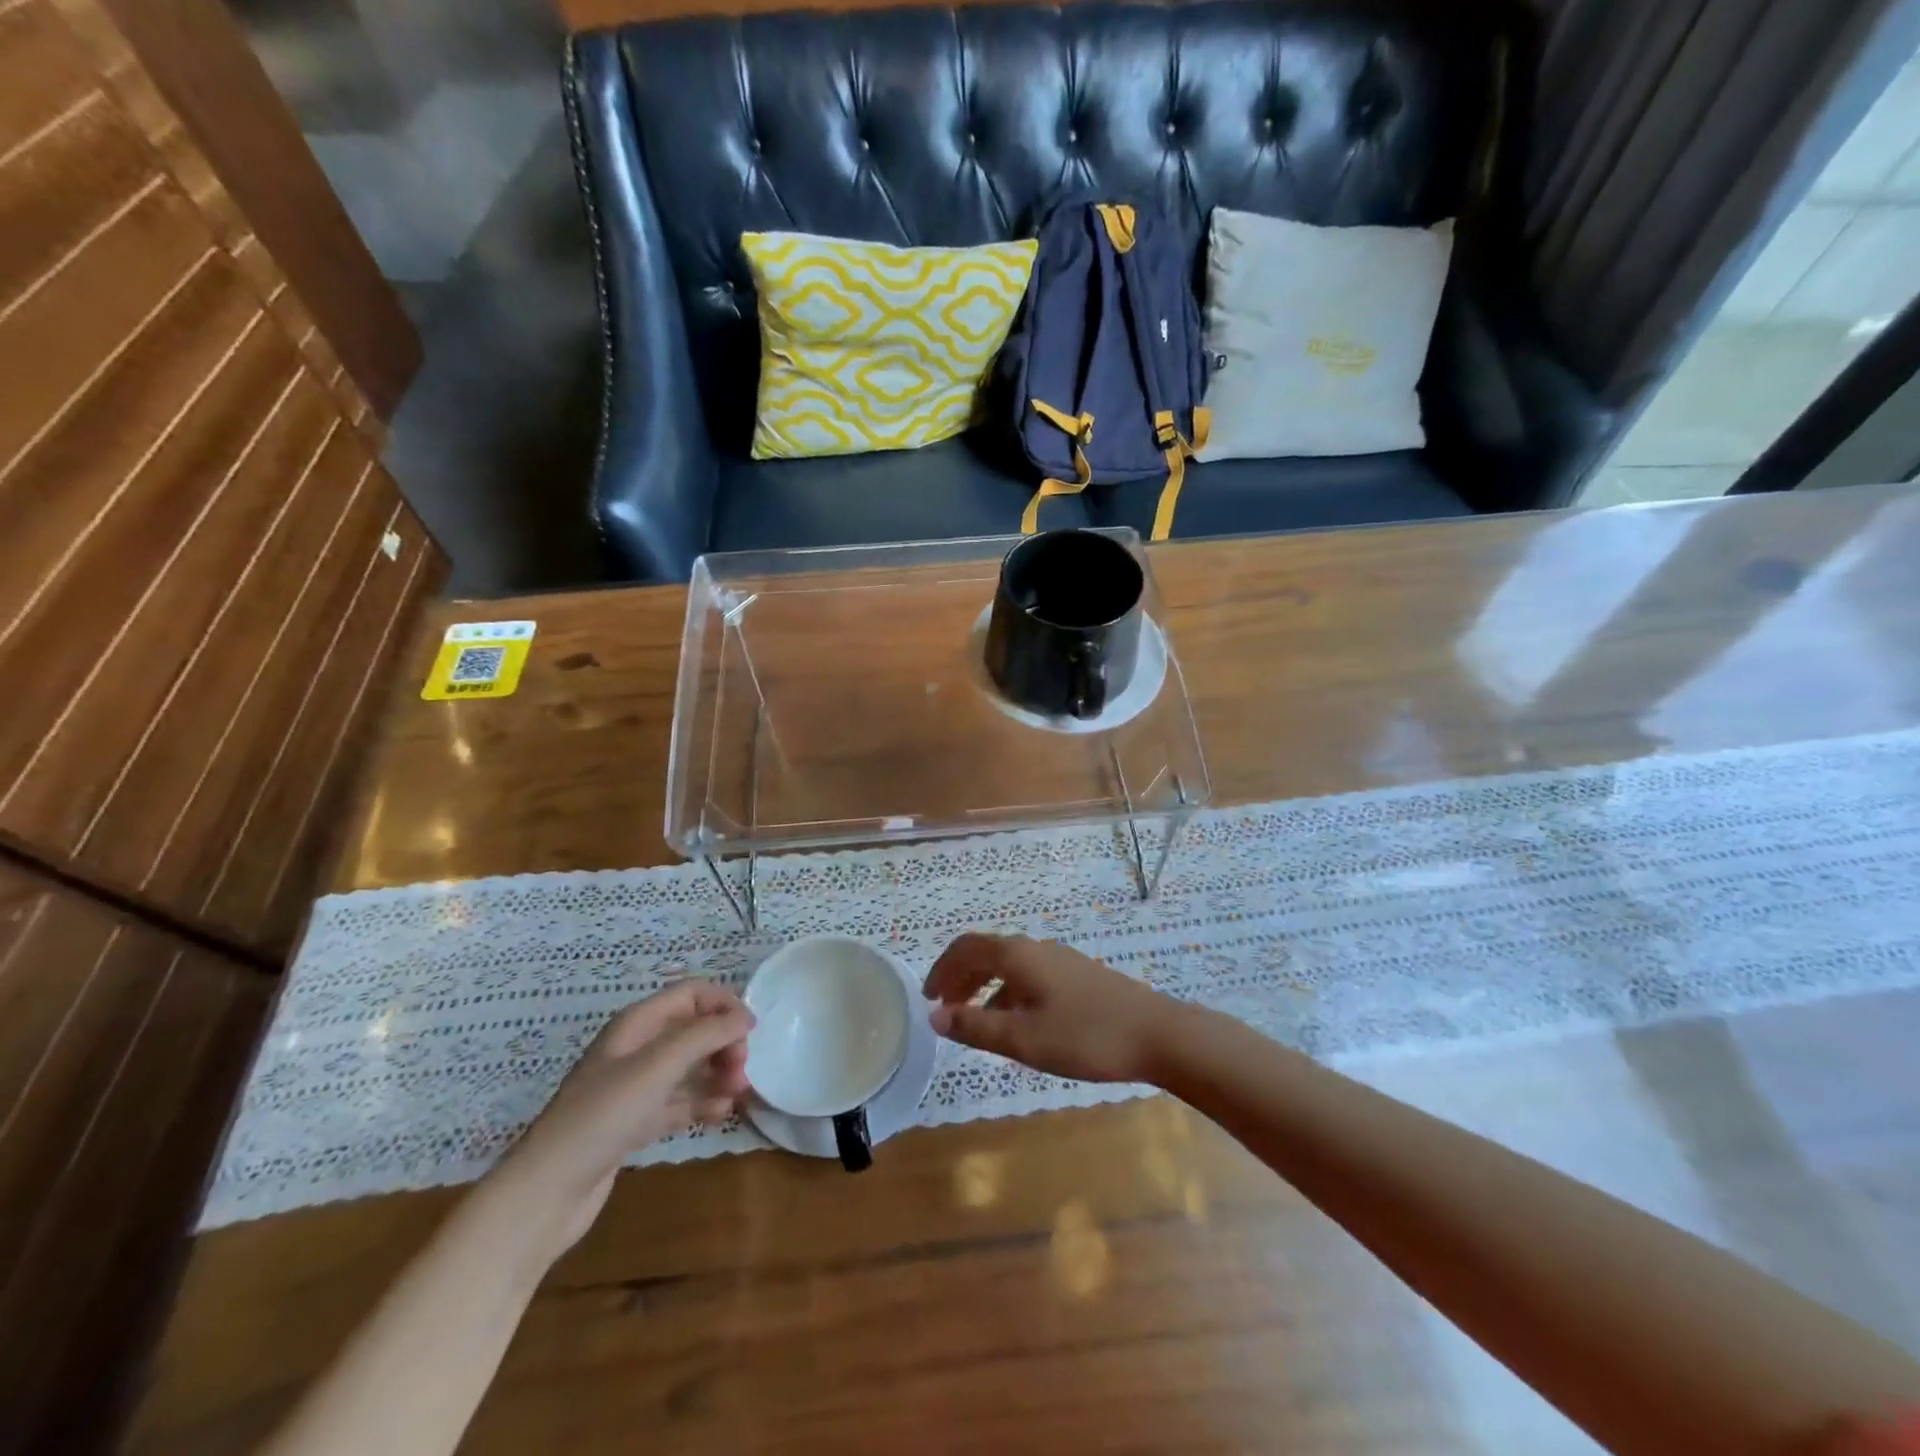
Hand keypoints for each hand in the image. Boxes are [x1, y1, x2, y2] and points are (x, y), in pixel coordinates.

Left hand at [500, 981, 752, 1248]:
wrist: (547, 1192)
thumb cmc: (603, 1116)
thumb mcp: (658, 1066)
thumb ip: (705, 1035)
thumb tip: (745, 1016)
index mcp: (637, 1024)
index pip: (691, 994)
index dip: (724, 1004)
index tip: (751, 1031)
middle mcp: (637, 1048)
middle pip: (694, 1029)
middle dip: (723, 1043)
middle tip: (741, 1071)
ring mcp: (635, 1087)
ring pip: (689, 1067)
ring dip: (717, 1074)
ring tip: (739, 1093)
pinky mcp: (635, 1122)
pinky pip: (679, 1102)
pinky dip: (702, 1103)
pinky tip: (722, 1114)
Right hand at [923, 933, 1184, 1083]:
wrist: (1156, 1034)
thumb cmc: (1085, 1036)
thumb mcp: (1023, 1039)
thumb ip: (975, 1027)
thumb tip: (934, 1015)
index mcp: (1017, 956)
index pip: (966, 948)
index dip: (942, 969)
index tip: (927, 997)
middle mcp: (1036, 949)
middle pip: (987, 953)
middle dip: (960, 977)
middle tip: (944, 1008)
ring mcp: (1060, 961)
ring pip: (1009, 966)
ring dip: (984, 988)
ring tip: (974, 1022)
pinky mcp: (1078, 977)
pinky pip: (1029, 977)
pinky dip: (1009, 994)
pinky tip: (1017, 1026)